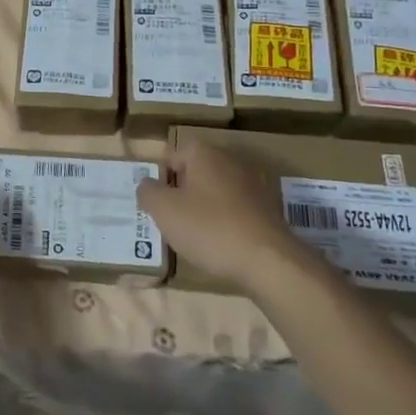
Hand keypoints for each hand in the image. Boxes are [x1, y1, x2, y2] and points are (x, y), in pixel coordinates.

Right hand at [138, 139, 308, 293]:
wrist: (268, 261)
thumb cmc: (209, 228)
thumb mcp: (164, 210)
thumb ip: (148, 192)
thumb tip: (147, 184)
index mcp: (204, 153)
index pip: (173, 154)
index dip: (161, 176)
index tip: (155, 202)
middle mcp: (230, 159)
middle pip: (196, 171)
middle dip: (182, 190)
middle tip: (171, 217)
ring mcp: (253, 183)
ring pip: (217, 190)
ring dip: (205, 206)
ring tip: (194, 234)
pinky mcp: (268, 208)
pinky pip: (236, 208)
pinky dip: (225, 220)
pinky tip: (220, 242)